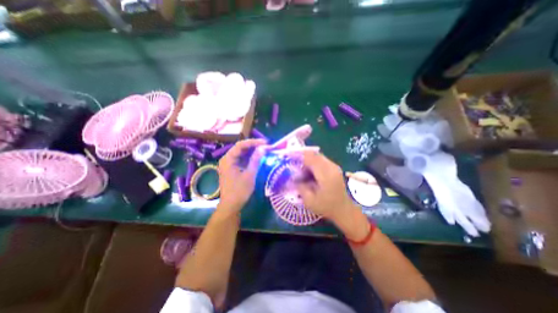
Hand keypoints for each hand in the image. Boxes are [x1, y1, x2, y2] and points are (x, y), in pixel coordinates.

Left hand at [217, 140, 266, 212]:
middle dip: (253, 146)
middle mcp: (226, 159)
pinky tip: (256, 158)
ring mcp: (228, 164)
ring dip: (251, 151)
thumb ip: (255, 160)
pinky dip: (248, 158)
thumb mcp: (249, 175)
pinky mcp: (231, 168)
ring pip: (241, 153)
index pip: (241, 145)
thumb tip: (263, 148)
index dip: (253, 142)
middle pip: (240, 148)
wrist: (231, 205)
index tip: (265, 143)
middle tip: (265, 146)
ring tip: (263, 150)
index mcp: (228, 159)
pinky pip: (240, 159)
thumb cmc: (239, 191)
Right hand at [296, 152, 368, 239]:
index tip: (289, 157)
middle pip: (314, 154)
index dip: (299, 155)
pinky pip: (321, 160)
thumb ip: (300, 186)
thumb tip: (293, 177)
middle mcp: (331, 167)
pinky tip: (309, 171)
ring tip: (300, 168)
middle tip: (293, 163)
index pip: (311, 158)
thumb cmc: (326, 207)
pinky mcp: (334, 168)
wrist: (343, 209)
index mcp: (326, 175)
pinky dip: (313, 162)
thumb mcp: (309, 201)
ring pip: (318, 156)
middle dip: (302, 156)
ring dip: (308, 159)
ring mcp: (334, 166)